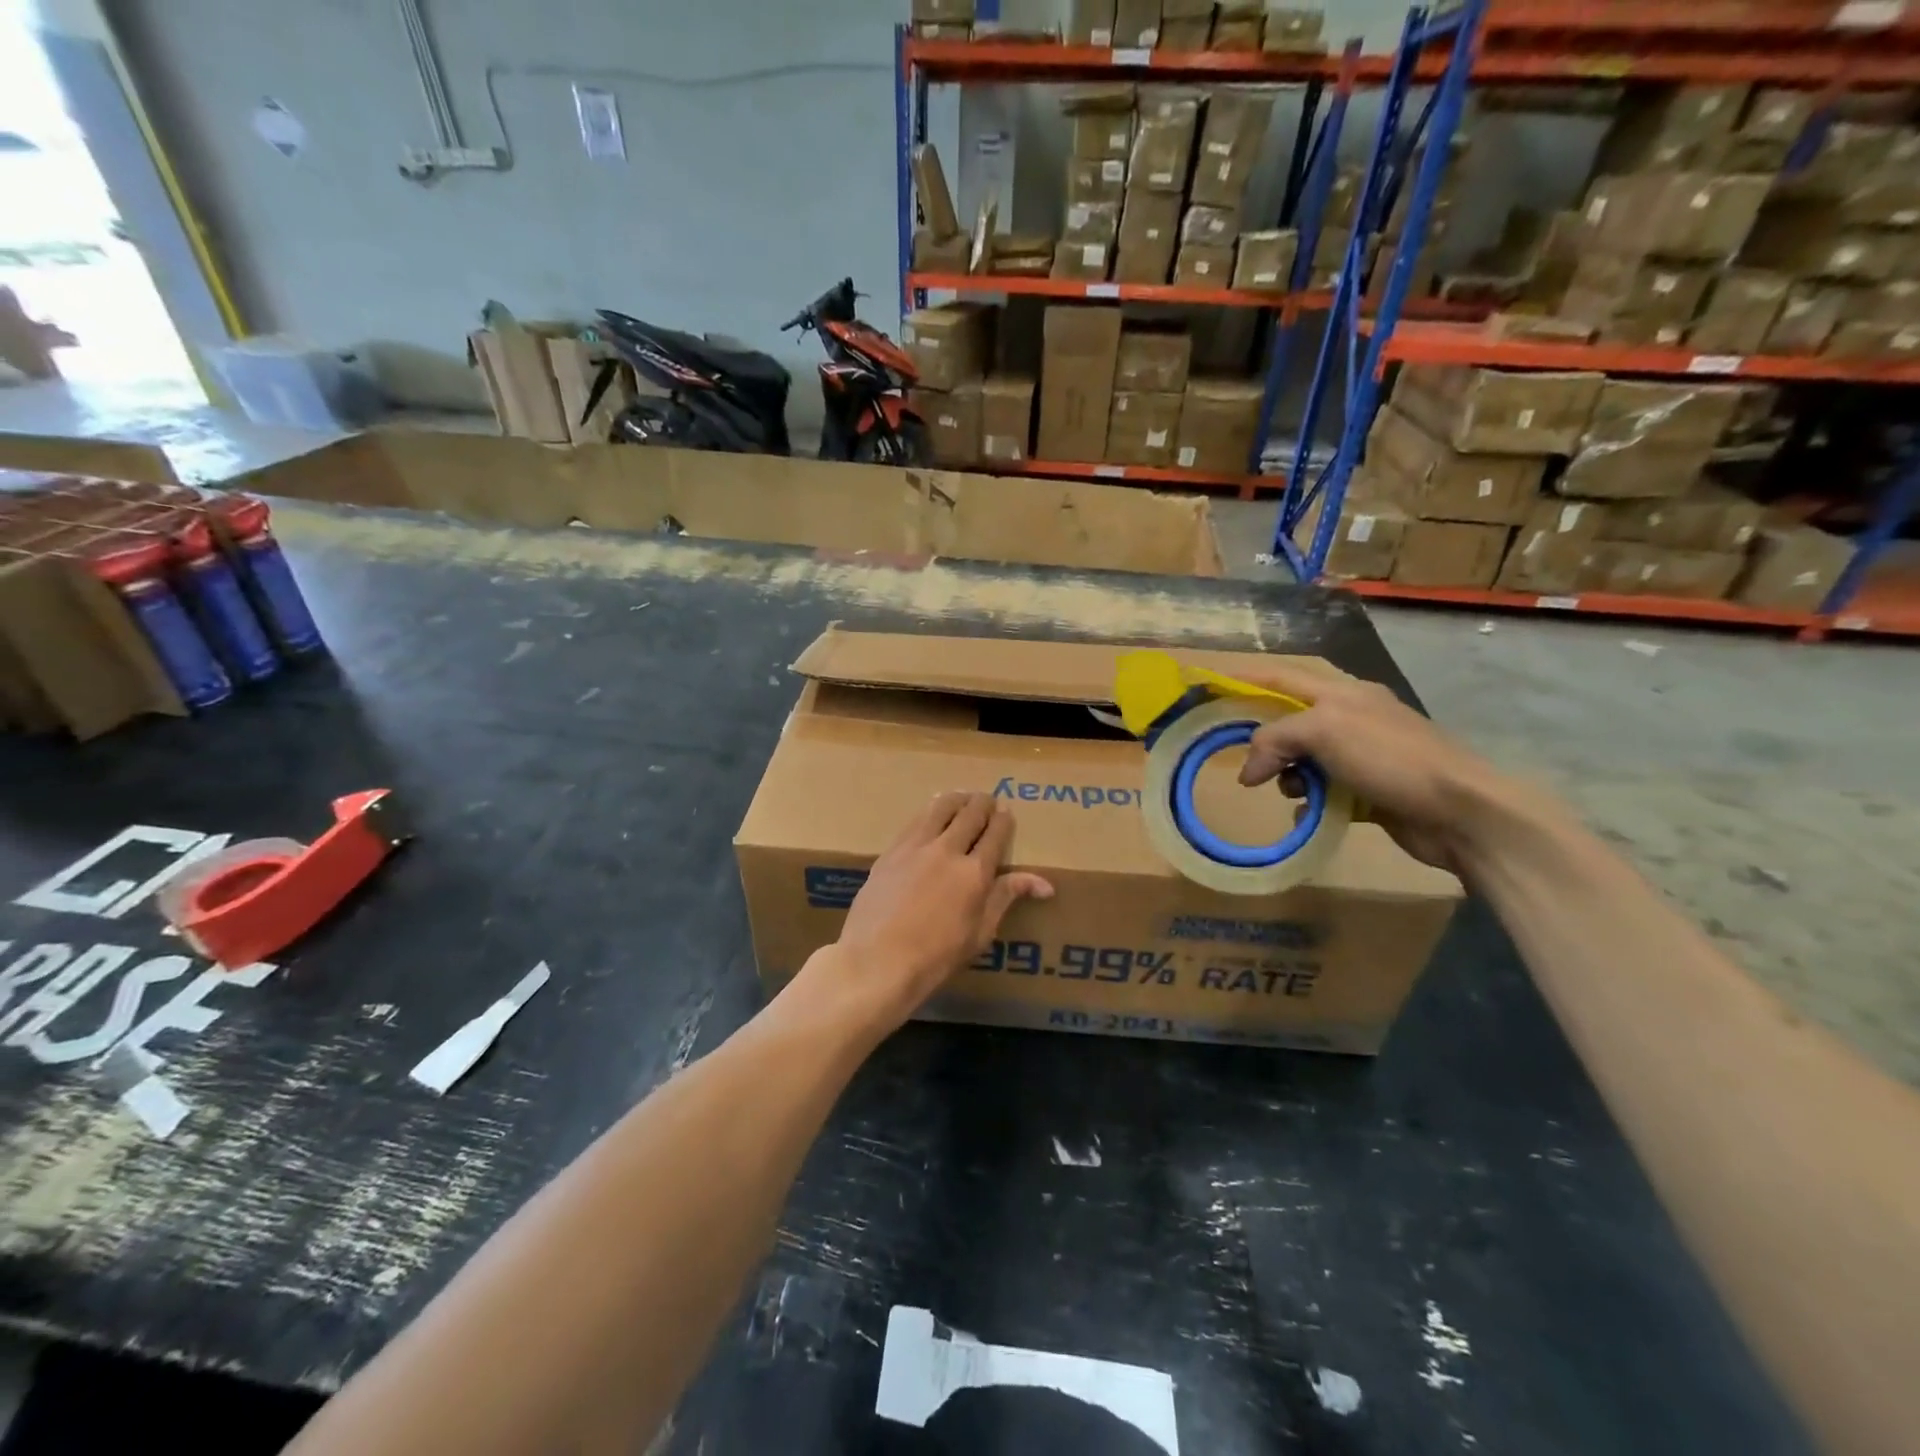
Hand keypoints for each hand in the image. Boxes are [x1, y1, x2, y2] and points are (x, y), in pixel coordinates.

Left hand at [804, 793, 1053, 1035]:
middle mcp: (947, 850)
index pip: (996, 834)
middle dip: (983, 803)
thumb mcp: (980, 933)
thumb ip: (1006, 898)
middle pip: (970, 814)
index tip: (1007, 812)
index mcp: (975, 873)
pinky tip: (930, 813)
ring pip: (940, 808)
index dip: (1004, 820)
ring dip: (955, 799)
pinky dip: (929, 812)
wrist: (877, 961)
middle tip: (988, 800)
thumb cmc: (936, 957)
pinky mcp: (890, 851)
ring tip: (962, 797)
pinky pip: (914, 821)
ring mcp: (915, 847)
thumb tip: (1045, 884)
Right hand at [1238, 660, 1509, 875]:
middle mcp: (1352, 718)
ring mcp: (1364, 756)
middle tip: (1246, 762)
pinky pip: (1325, 793)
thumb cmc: (1389, 757)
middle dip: (1267, 742)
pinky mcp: (1371, 792)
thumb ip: (1276, 738)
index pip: (1285, 677)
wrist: (1459, 810)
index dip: (1249, 679)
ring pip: (1305, 761)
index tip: (1214, 687)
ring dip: (1288, 776)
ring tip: (1289, 791)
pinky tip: (1307, 813)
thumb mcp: (1323, 731)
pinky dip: (1310, 803)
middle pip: (1292, 723)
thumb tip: (1249, 771)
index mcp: (1343, 693)